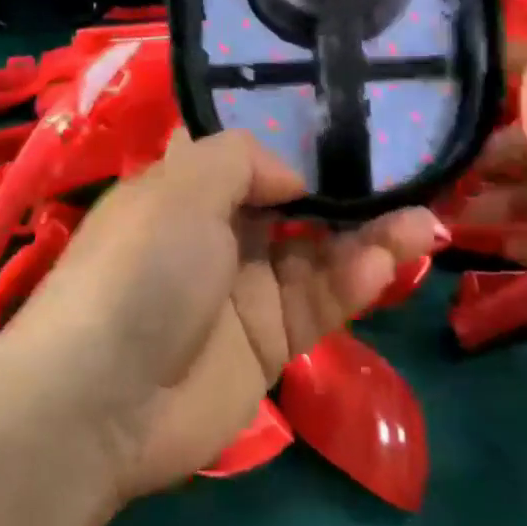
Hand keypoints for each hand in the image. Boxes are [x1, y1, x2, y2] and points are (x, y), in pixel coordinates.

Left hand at [0, 131, 442, 500]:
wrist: (102, 400)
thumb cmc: (140, 269)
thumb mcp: (183, 186)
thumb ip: (243, 159)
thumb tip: (292, 177)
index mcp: (189, 191)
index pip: (251, 157)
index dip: (298, 142)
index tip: (350, 125)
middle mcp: (221, 235)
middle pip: (299, 206)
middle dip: (351, 192)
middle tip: (409, 177)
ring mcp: (248, 291)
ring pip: (322, 254)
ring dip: (372, 237)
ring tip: (424, 222)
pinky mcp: (272, 344)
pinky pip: (322, 303)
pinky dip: (356, 281)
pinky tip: (387, 261)